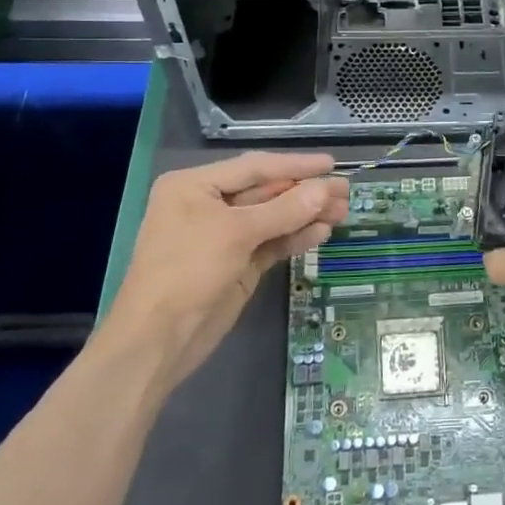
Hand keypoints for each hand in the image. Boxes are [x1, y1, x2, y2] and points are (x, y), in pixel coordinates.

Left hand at [104, 152, 348, 389]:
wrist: (158, 341)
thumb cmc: (187, 271)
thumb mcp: (236, 234)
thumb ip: (284, 209)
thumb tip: (326, 189)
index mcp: (194, 185)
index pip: (254, 167)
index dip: (295, 165)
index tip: (332, 163)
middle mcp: (209, 205)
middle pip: (266, 192)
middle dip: (305, 192)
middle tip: (346, 191)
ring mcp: (224, 237)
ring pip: (273, 218)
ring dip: (306, 215)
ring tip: (343, 212)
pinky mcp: (238, 264)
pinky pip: (272, 243)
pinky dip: (296, 237)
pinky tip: (322, 232)